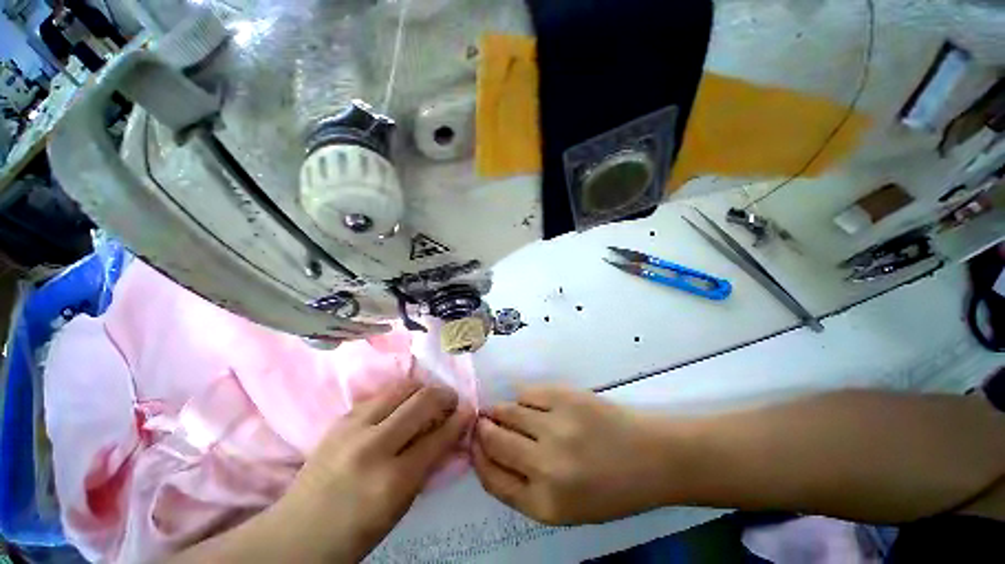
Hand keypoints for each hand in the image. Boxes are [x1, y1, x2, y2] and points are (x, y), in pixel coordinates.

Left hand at [275, 380, 473, 561]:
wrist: (297, 533)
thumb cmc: (356, 530)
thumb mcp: (401, 506)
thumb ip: (428, 465)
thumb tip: (451, 432)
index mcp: (392, 480)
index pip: (438, 436)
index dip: (459, 420)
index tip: (469, 410)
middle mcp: (373, 446)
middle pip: (422, 401)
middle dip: (445, 395)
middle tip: (451, 400)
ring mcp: (352, 428)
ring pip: (402, 388)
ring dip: (422, 389)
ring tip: (428, 399)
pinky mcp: (340, 419)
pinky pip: (381, 394)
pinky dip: (398, 396)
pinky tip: (400, 406)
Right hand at [472, 386, 675, 524]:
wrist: (651, 457)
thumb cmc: (610, 489)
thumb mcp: (564, 508)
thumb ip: (524, 487)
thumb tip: (490, 454)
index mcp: (546, 504)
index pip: (493, 479)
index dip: (478, 459)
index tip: (473, 446)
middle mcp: (546, 465)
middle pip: (494, 442)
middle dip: (482, 431)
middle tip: (481, 423)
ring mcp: (556, 426)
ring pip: (507, 412)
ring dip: (498, 411)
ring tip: (498, 410)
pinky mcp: (565, 397)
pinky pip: (528, 393)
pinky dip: (523, 398)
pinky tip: (530, 404)